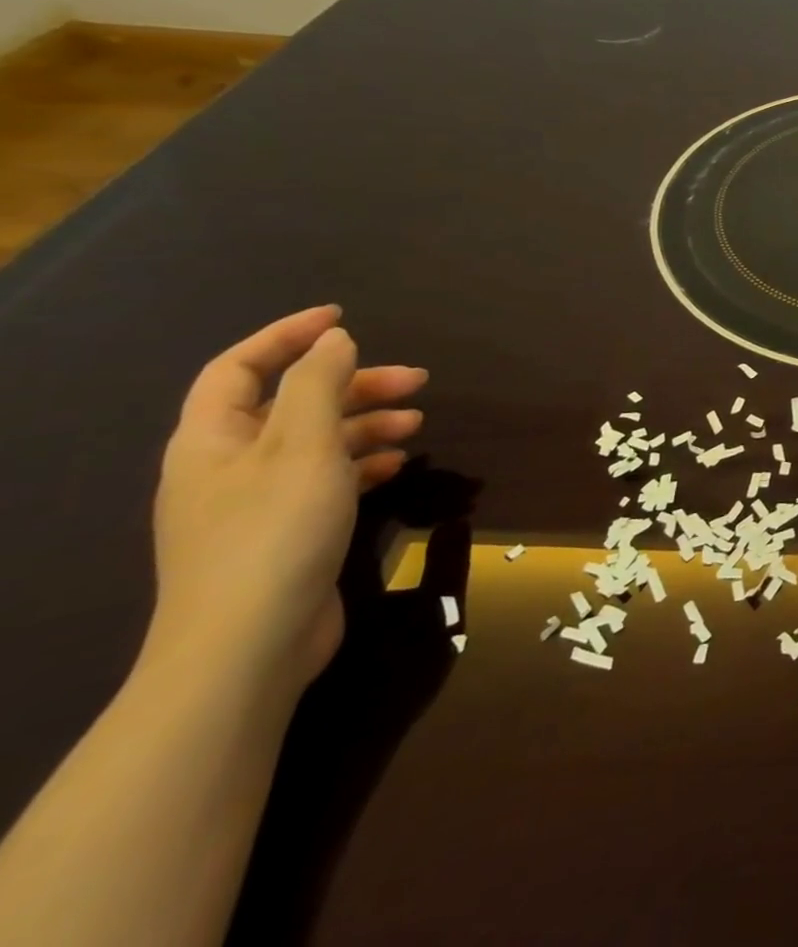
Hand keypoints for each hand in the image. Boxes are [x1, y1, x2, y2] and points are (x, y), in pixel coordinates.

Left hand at [143, 307, 427, 697]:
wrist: (247, 647)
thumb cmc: (273, 532)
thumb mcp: (303, 446)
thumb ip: (317, 384)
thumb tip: (333, 340)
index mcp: (213, 439)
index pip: (240, 367)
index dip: (288, 335)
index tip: (344, 317)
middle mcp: (227, 465)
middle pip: (290, 402)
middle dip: (354, 383)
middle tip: (416, 380)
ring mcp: (254, 502)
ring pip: (314, 441)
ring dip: (366, 423)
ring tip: (418, 423)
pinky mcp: (284, 532)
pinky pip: (325, 478)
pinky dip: (361, 462)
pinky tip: (397, 465)